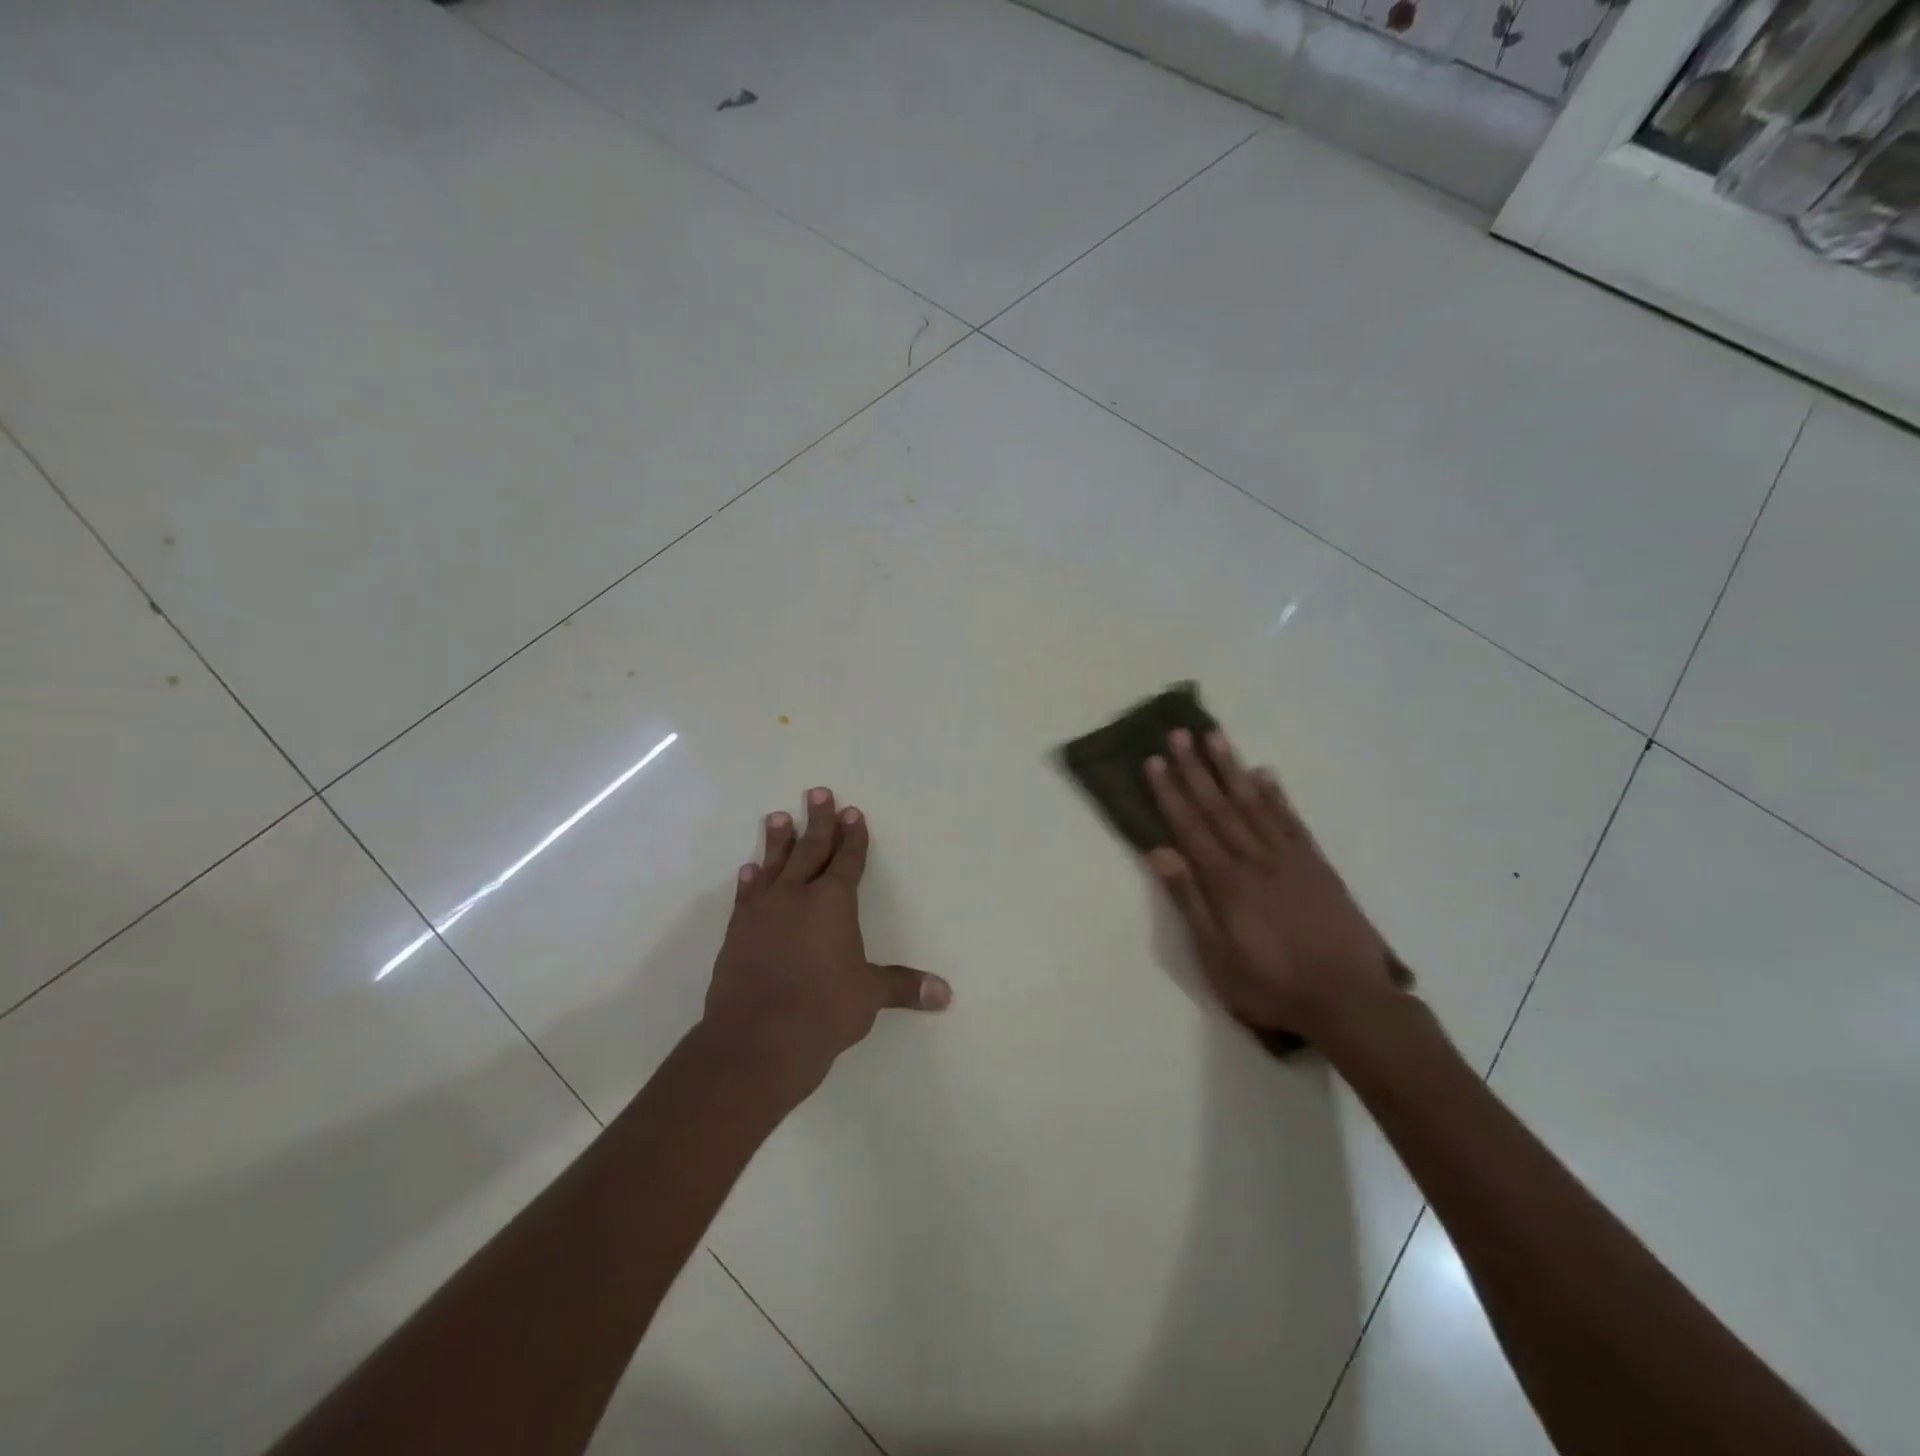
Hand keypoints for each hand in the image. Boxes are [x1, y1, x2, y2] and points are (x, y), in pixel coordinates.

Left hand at [703, 788, 951, 1098]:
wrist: (757, 1040)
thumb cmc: (823, 1011)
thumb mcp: (868, 996)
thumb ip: (903, 987)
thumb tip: (945, 995)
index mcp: (833, 903)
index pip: (847, 860)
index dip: (853, 836)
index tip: (853, 811)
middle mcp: (797, 896)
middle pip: (811, 849)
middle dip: (819, 821)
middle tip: (818, 793)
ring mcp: (763, 911)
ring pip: (774, 865)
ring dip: (779, 840)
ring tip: (779, 816)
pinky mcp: (738, 931)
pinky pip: (747, 895)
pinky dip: (750, 880)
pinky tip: (749, 869)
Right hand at [1145, 729, 1408, 1043]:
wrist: (1349, 1001)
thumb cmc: (1271, 985)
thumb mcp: (1216, 956)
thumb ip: (1189, 901)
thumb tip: (1159, 852)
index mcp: (1226, 881)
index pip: (1190, 826)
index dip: (1170, 792)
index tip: (1155, 760)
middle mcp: (1255, 859)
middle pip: (1219, 806)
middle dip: (1196, 768)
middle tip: (1180, 732)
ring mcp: (1290, 859)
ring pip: (1254, 804)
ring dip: (1232, 769)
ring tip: (1216, 737)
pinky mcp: (1318, 866)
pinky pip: (1292, 821)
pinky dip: (1276, 795)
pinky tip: (1265, 775)